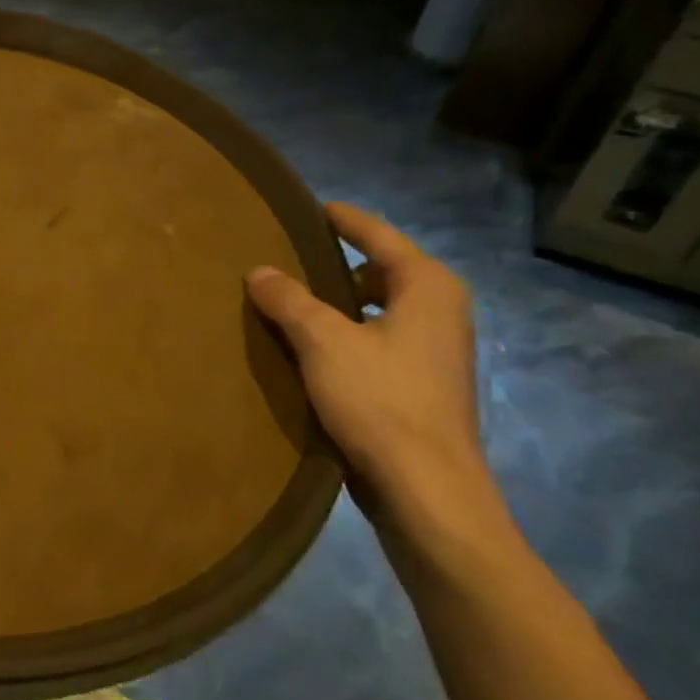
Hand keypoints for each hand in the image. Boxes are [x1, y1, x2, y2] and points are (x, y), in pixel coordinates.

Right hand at [246, 203, 517, 580]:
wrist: (426, 490)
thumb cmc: (381, 402)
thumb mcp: (324, 342)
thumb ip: (289, 300)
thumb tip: (259, 271)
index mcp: (428, 288)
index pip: (380, 237)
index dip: (345, 220)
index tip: (313, 208)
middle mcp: (440, 311)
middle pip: (382, 270)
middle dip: (339, 262)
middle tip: (290, 255)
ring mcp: (435, 351)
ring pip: (379, 308)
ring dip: (339, 302)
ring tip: (291, 300)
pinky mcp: (422, 384)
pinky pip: (378, 338)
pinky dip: (347, 332)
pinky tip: (310, 347)